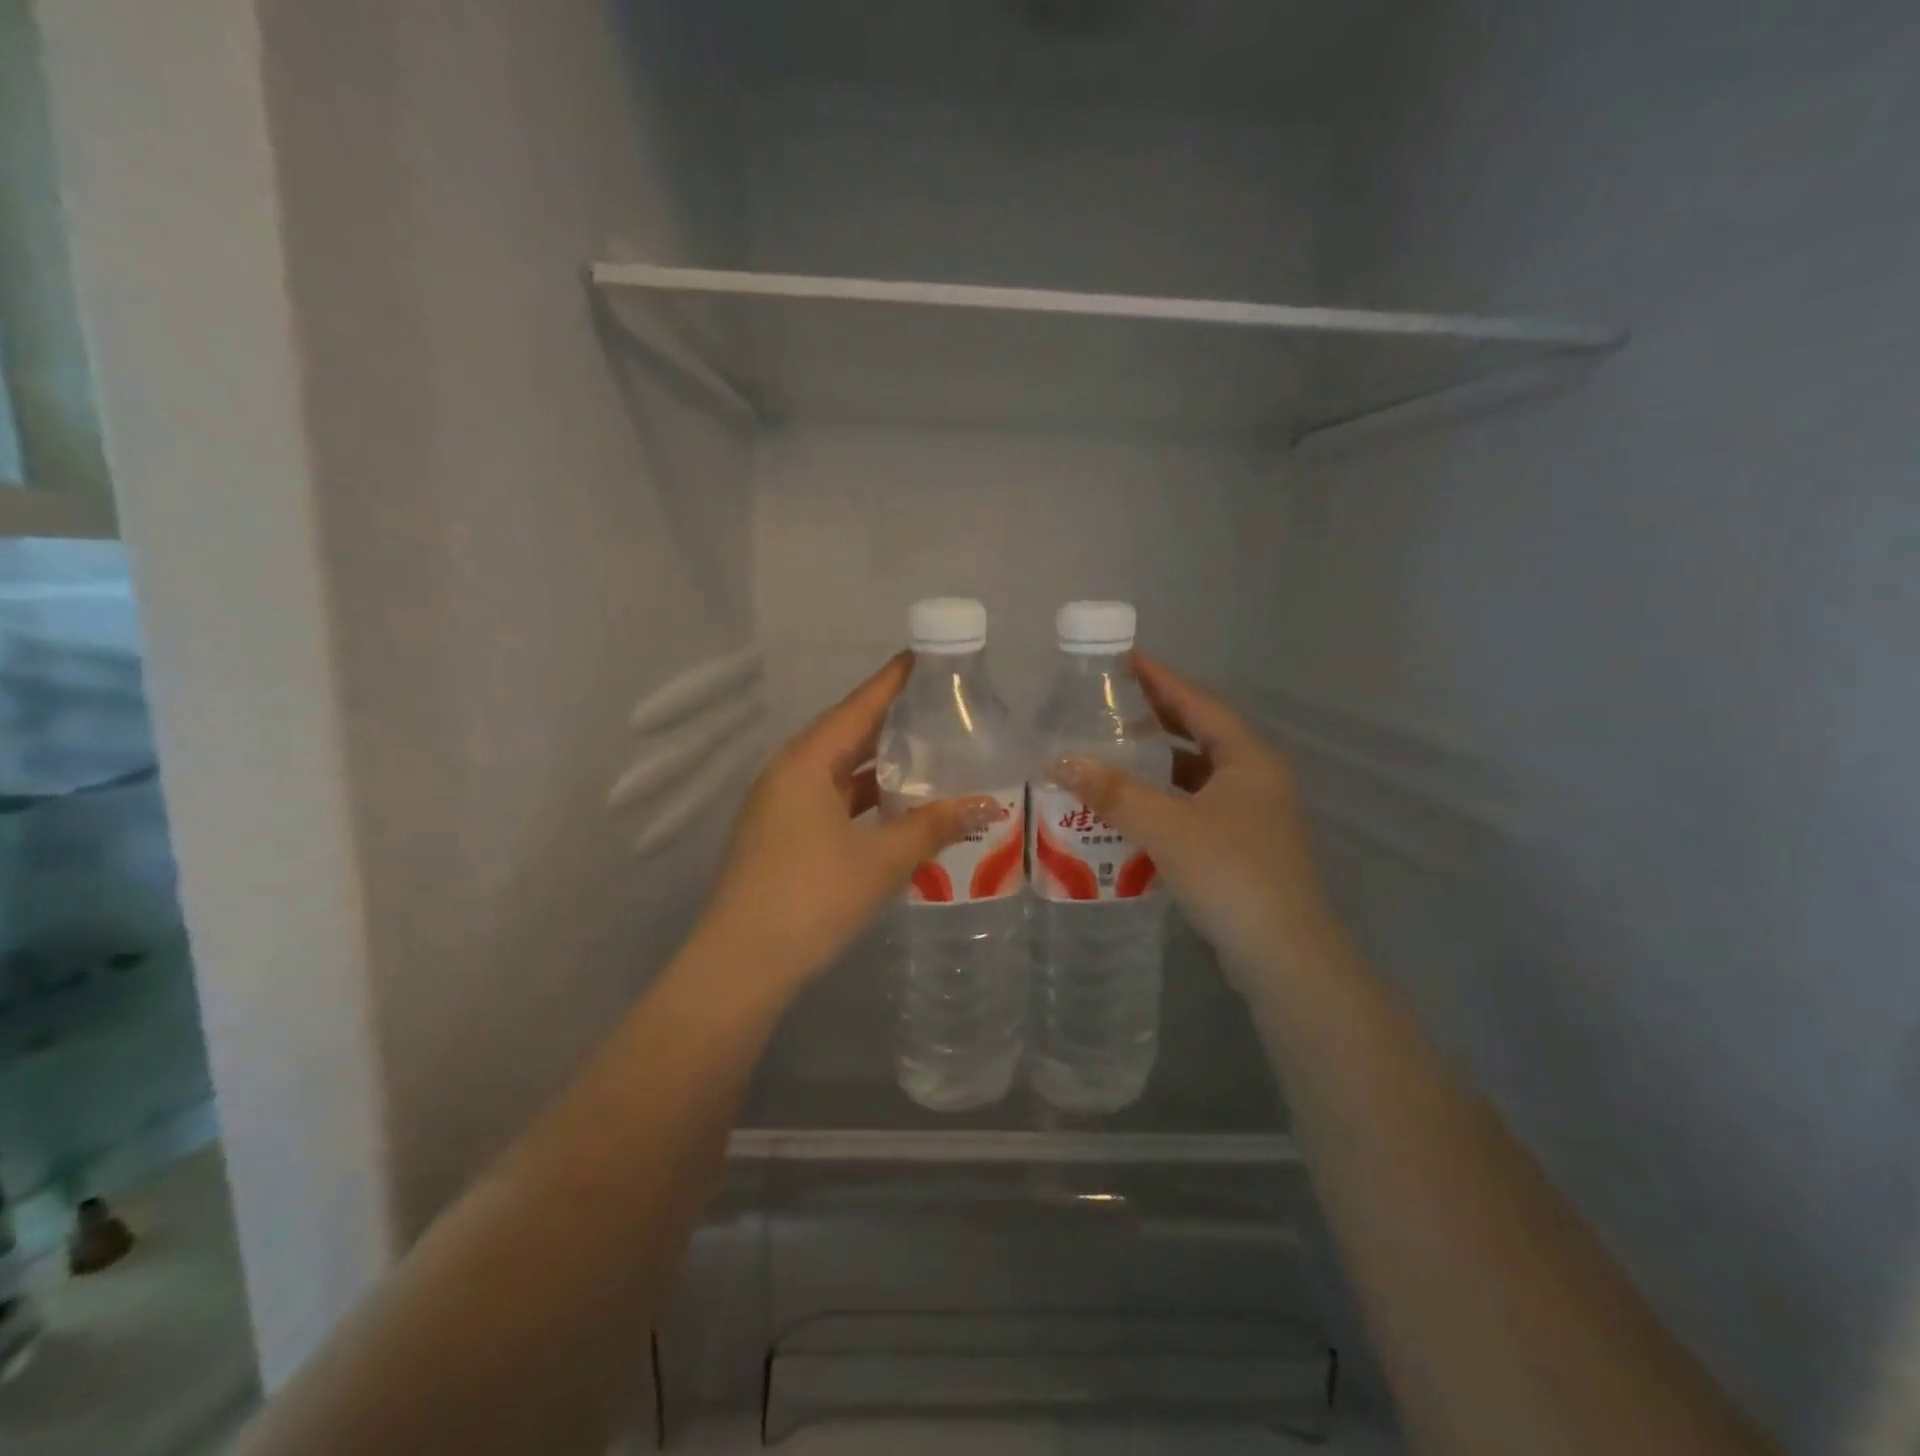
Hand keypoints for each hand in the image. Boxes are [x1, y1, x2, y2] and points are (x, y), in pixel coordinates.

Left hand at [692, 654, 999, 992]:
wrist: (741, 965)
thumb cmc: (812, 898)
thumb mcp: (881, 860)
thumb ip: (933, 826)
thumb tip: (985, 804)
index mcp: (806, 763)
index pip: (858, 707)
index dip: (893, 681)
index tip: (924, 658)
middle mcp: (788, 774)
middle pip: (847, 734)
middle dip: (892, 722)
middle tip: (939, 707)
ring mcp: (780, 806)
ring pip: (839, 772)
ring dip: (879, 766)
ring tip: (928, 755)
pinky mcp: (781, 836)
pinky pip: (830, 800)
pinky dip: (864, 798)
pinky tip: (896, 808)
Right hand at [1054, 654, 1335, 994]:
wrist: (1283, 955)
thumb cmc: (1230, 873)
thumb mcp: (1166, 826)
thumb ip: (1112, 792)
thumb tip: (1059, 761)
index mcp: (1248, 759)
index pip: (1199, 704)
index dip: (1161, 680)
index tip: (1125, 660)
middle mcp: (1255, 779)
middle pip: (1199, 735)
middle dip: (1156, 719)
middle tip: (1110, 705)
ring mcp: (1252, 816)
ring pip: (1196, 776)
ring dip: (1157, 765)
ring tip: (1111, 754)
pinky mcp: (1241, 848)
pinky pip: (1194, 808)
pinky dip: (1163, 802)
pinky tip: (1131, 810)